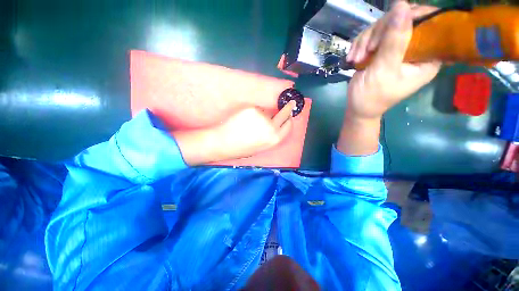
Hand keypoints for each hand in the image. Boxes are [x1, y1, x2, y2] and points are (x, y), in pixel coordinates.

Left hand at [215, 101, 295, 159]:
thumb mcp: (261, 147)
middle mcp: (271, 126)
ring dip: (265, 113)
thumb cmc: (241, 149)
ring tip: (252, 121)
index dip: (289, 119)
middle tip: (290, 103)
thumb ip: (271, 136)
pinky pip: (257, 109)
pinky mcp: (252, 108)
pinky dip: (254, 111)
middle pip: (284, 113)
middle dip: (288, 108)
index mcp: (274, 139)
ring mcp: (262, 116)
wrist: (223, 143)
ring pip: (268, 111)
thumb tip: (276, 124)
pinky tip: (244, 118)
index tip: (290, 115)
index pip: (288, 125)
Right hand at [345, 1, 441, 120]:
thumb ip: (395, 41)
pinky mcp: (382, 49)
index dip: (414, 17)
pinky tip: (353, 58)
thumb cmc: (372, 96)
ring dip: (366, 40)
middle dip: (381, 32)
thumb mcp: (384, 70)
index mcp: (428, 56)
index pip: (432, 23)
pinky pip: (372, 35)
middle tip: (368, 49)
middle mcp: (416, 48)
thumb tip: (402, 5)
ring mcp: (397, 47)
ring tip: (356, 58)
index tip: (392, 26)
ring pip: (384, 25)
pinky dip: (360, 45)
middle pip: (404, 20)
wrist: (357, 107)